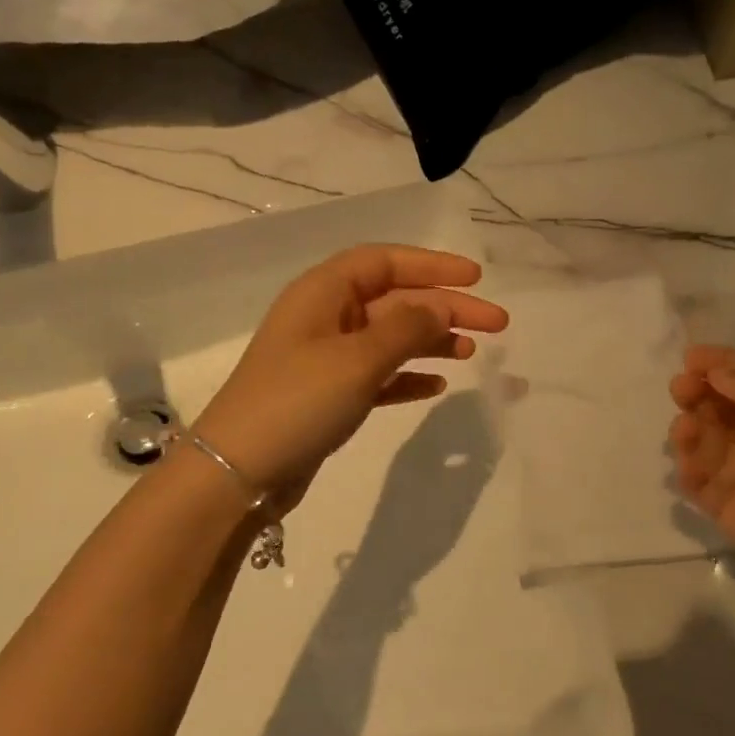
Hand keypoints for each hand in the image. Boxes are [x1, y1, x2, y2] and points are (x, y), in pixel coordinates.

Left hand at [193, 245, 508, 509]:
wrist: (238, 474)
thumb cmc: (297, 401)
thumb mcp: (357, 359)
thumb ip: (406, 328)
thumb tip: (441, 307)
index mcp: (323, 293)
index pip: (384, 262)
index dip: (431, 265)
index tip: (475, 278)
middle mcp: (325, 317)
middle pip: (395, 300)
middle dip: (445, 308)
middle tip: (497, 323)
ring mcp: (326, 358)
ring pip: (391, 337)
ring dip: (431, 340)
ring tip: (473, 352)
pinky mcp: (329, 395)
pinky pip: (379, 374)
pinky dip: (408, 375)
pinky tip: (437, 384)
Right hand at [669, 345, 734, 633]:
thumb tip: (715, 375)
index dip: (726, 365)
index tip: (690, 358)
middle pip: (734, 412)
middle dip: (704, 398)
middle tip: (681, 394)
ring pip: (719, 450)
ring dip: (697, 436)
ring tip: (685, 434)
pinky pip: (716, 496)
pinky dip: (697, 480)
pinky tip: (689, 471)